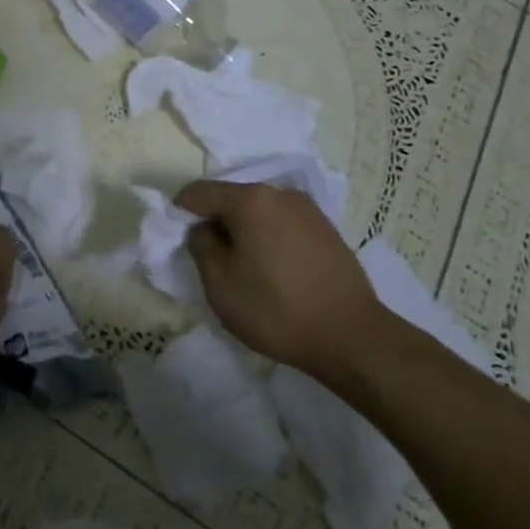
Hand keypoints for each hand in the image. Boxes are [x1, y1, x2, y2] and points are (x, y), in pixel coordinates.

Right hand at [175, 180, 387, 383]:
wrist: (352, 337)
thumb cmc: (276, 310)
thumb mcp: (220, 284)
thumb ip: (200, 246)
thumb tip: (202, 229)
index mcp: (250, 200)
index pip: (199, 192)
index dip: (181, 211)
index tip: (177, 239)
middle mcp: (280, 193)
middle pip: (232, 198)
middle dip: (215, 222)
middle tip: (210, 259)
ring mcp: (308, 209)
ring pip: (259, 212)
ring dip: (244, 231)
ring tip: (244, 267)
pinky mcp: (327, 228)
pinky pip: (282, 223)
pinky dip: (268, 238)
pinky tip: (273, 270)